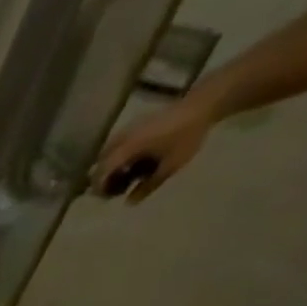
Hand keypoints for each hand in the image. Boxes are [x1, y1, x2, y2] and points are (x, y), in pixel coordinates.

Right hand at [91, 97, 217, 201]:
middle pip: (100, 164)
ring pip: (108, 154)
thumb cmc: (188, 135)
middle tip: (116, 188)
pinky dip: (120, 156)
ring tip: (126, 175)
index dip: (100, 188)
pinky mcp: (136, 124)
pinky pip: (118, 145)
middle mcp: (123, 138)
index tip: (107, 198)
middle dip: (104, 178)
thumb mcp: (171, 165)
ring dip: (111, 167)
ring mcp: (129, 129)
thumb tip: (129, 202)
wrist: (206, 102)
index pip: (101, 172)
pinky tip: (134, 160)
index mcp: (128, 149)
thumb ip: (148, 186)